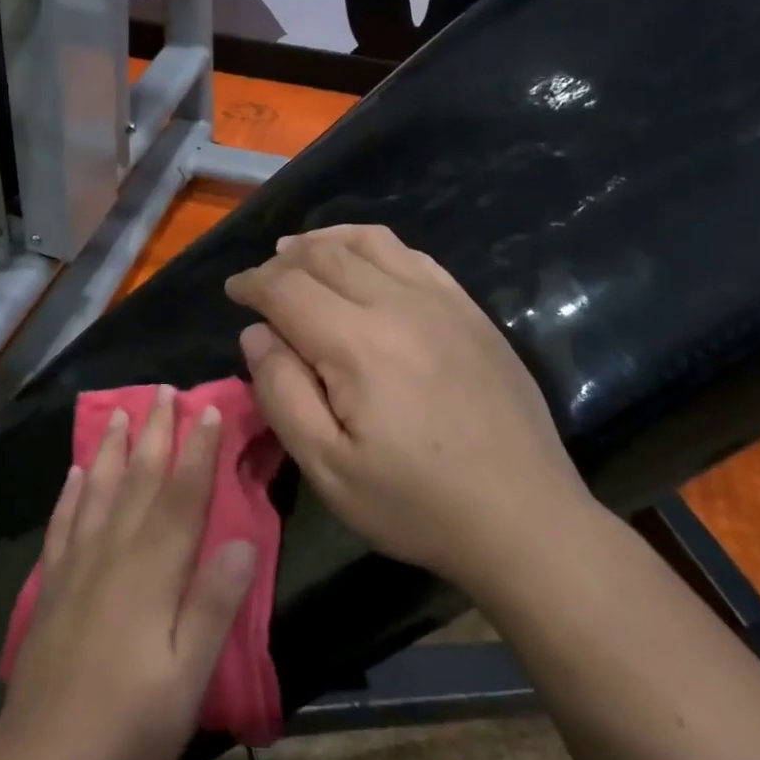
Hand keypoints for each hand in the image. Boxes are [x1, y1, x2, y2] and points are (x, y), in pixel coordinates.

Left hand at [0, 387, 256, 759]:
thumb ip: (213, 605)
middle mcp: (114, 551)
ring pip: (97, 489)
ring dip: (110, 447)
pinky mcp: (53, 582)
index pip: (181, 496)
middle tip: (162, 390)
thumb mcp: (188, 675)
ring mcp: (78, 564)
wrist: (44, 758)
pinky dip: (70, 491)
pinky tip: (73, 471)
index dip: (197, 451)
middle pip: (138, 479)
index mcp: (153, 570)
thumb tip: (243, 541)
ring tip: (118, 411)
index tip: (207, 410)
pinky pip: (63, 521)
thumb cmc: (131, 721)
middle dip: (155, 431)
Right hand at [224, 225, 591, 585]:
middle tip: (263, 282)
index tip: (234, 292)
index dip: (252, 284)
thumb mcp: (327, 468)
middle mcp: (398, 303)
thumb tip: (256, 334)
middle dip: (282, 261)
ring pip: (369, 241)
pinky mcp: (470, 310)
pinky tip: (363, 261)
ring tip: (300, 253)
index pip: (287, 287)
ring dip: (324, 241)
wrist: (525, 518)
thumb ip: (281, 393)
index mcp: (357, 343)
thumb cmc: (416, 503)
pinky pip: (412, 255)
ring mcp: (441, 301)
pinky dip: (372, 245)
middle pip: (324, 255)